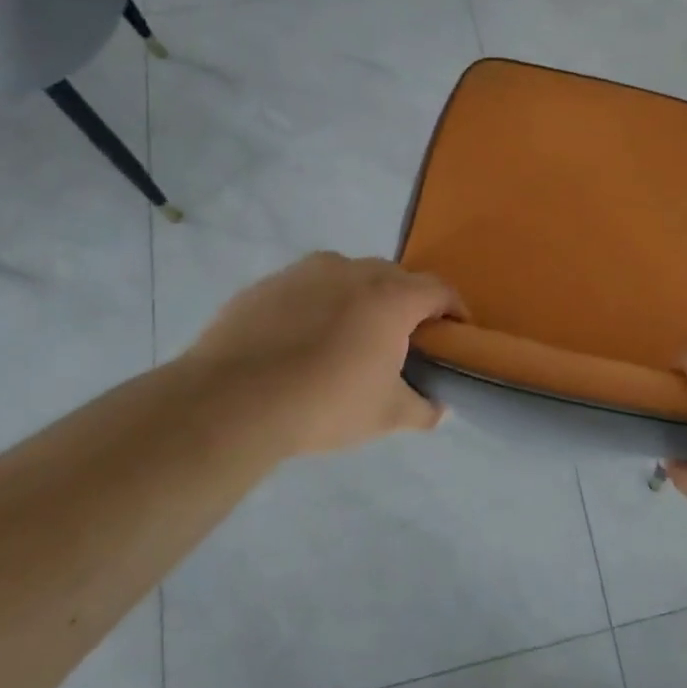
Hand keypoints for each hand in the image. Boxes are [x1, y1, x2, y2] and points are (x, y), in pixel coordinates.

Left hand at [181, 253, 463, 455]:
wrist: (231, 401)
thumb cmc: (325, 403)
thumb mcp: (386, 416)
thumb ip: (423, 409)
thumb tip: (440, 409)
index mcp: (391, 297)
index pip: (440, 290)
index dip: (454, 310)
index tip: (455, 333)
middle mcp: (353, 271)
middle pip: (396, 278)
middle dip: (407, 303)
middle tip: (402, 340)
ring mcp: (306, 272)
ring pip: (349, 276)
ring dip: (361, 299)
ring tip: (349, 337)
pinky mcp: (267, 283)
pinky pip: (308, 287)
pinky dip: (318, 305)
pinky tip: (302, 341)